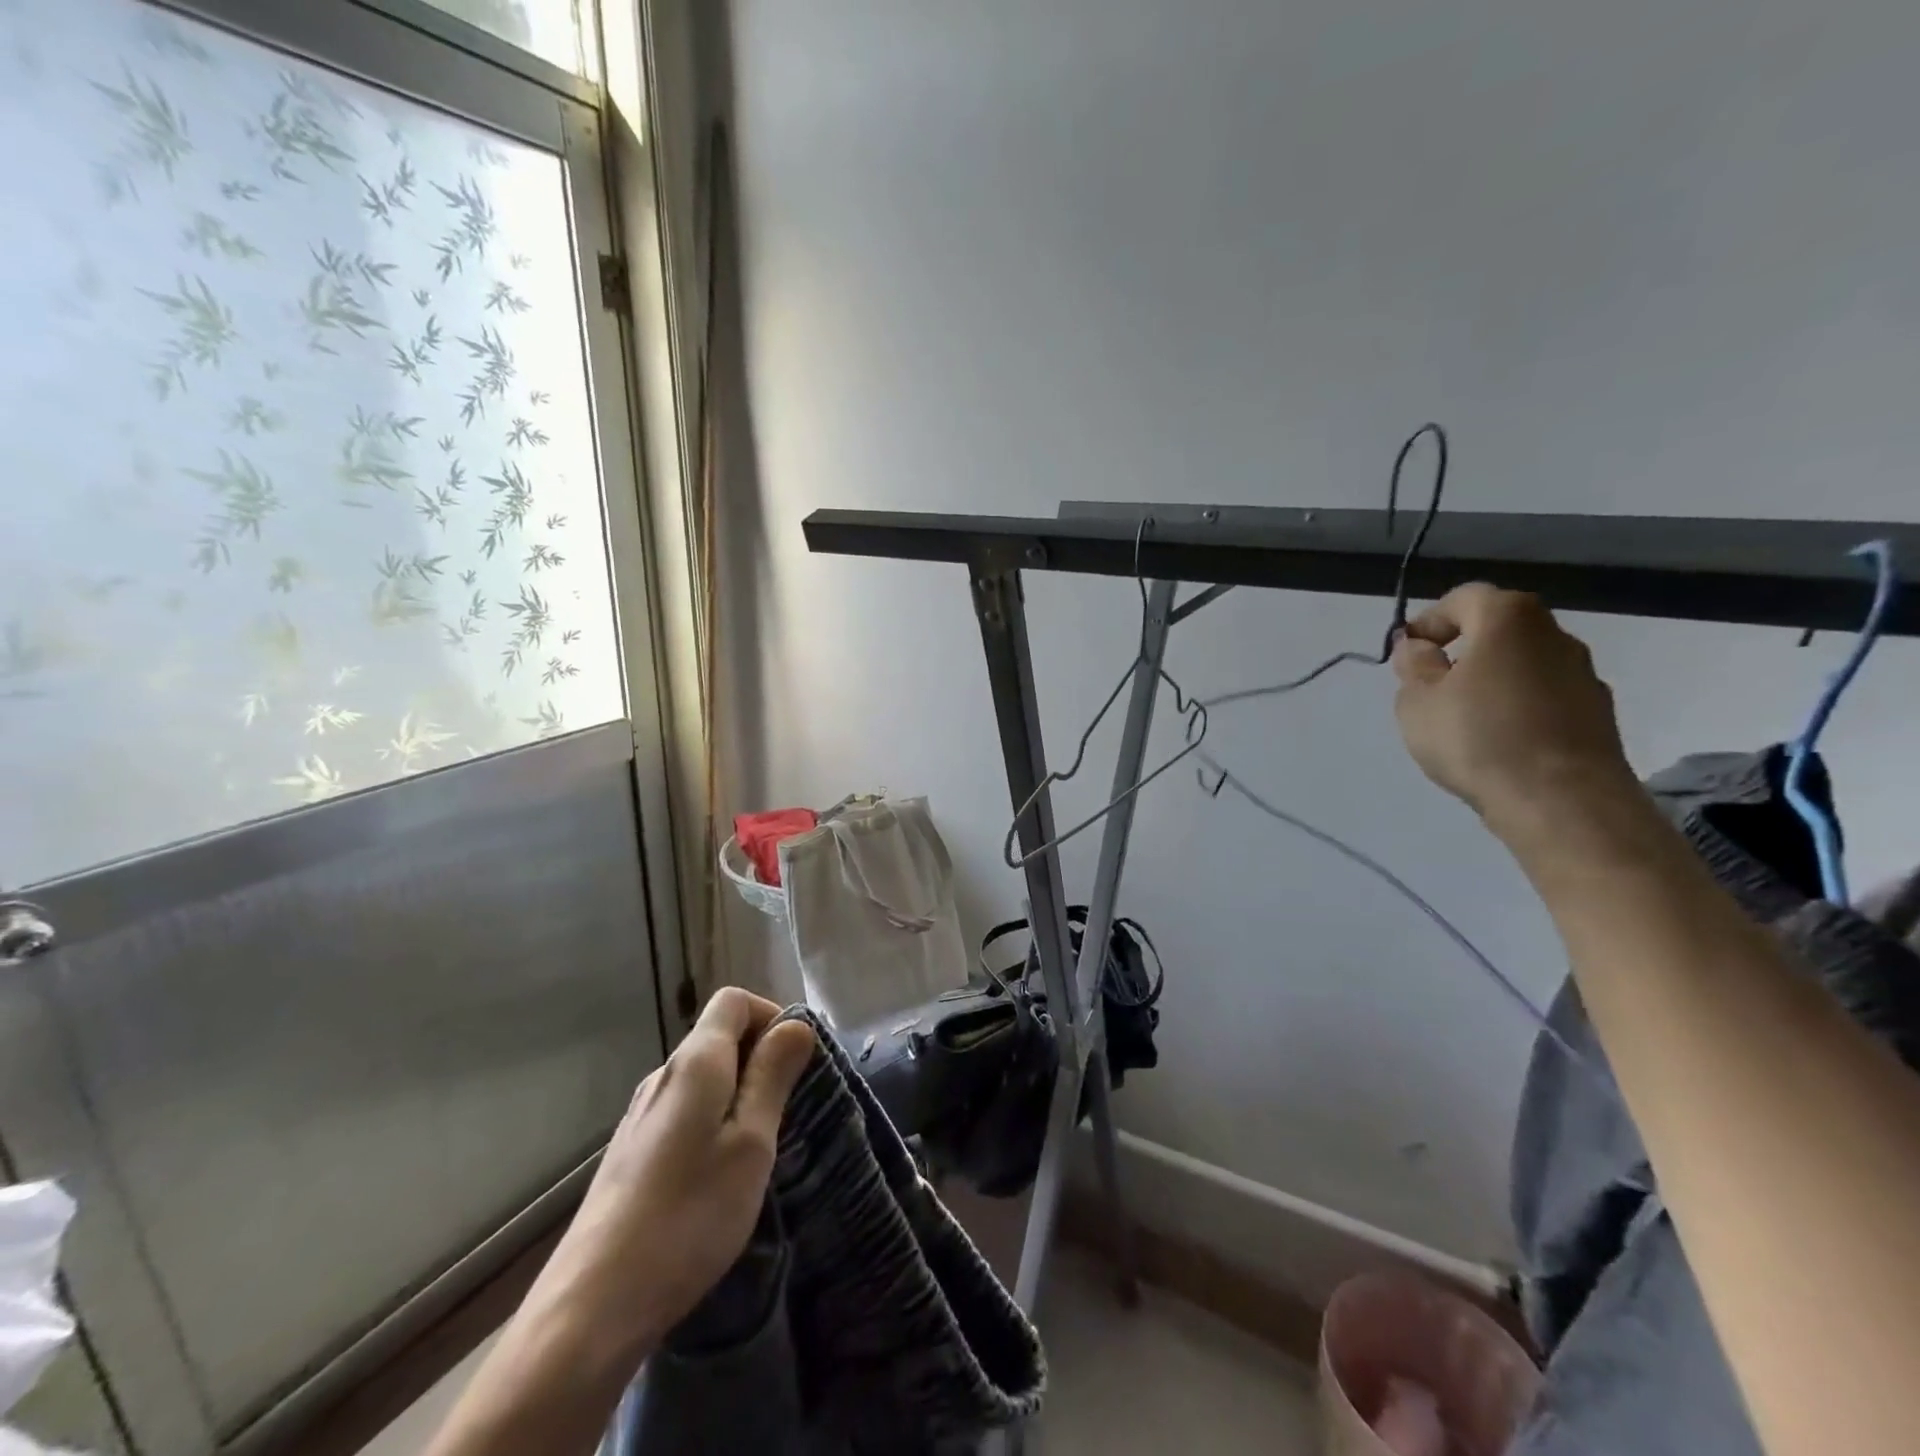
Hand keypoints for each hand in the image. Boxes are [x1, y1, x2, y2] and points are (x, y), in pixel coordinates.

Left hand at [528, 988, 815, 1368]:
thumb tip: (795, 1024)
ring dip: (737, 1095)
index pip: (733, 1001)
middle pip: (717, 1037)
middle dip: (759, 1059)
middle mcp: (661, 1077)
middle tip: (786, 1112)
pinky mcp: (630, 1154)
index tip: (795, 1062)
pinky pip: (683, 1113)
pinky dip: (711, 1123)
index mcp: (694, 1063)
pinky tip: (716, 1178)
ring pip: (701, 1079)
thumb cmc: (689, 1215)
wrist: (592, 1307)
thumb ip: (773, 1075)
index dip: (770, 1016)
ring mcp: (640, 1116)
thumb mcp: (751, 1142)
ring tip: (757, 1149)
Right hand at [1390, 583, 1633, 827]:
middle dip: (1461, 649)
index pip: (1464, 598)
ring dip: (1490, 679)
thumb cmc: (1477, 738)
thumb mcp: (1417, 700)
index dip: (1429, 621)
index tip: (1406, 654)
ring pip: (1522, 663)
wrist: (1561, 801)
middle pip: (1499, 628)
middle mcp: (1554, 634)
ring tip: (1461, 719)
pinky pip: (1543, 695)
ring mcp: (1582, 674)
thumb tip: (1419, 647)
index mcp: (1509, 619)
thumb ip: (1414, 665)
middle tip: (1430, 685)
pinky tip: (1497, 741)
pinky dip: (1516, 706)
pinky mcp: (1596, 712)